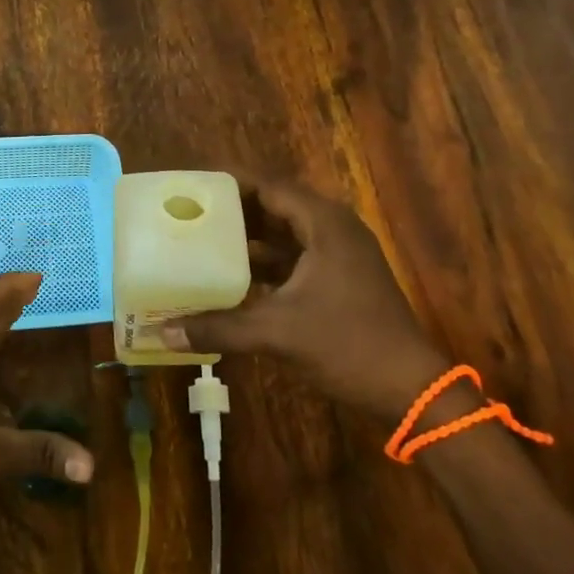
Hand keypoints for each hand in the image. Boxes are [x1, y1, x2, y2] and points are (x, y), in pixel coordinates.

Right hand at [163, 176, 456, 422]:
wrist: (410, 390)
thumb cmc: (348, 345)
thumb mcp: (278, 333)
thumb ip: (219, 327)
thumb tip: (163, 332)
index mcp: (324, 224)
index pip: (268, 187)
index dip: (230, 183)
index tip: (192, 184)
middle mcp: (333, 229)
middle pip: (274, 207)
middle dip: (233, 211)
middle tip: (190, 212)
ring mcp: (340, 255)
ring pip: (284, 235)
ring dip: (248, 239)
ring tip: (202, 241)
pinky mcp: (340, 279)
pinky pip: (294, 259)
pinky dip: (265, 264)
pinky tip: (232, 278)